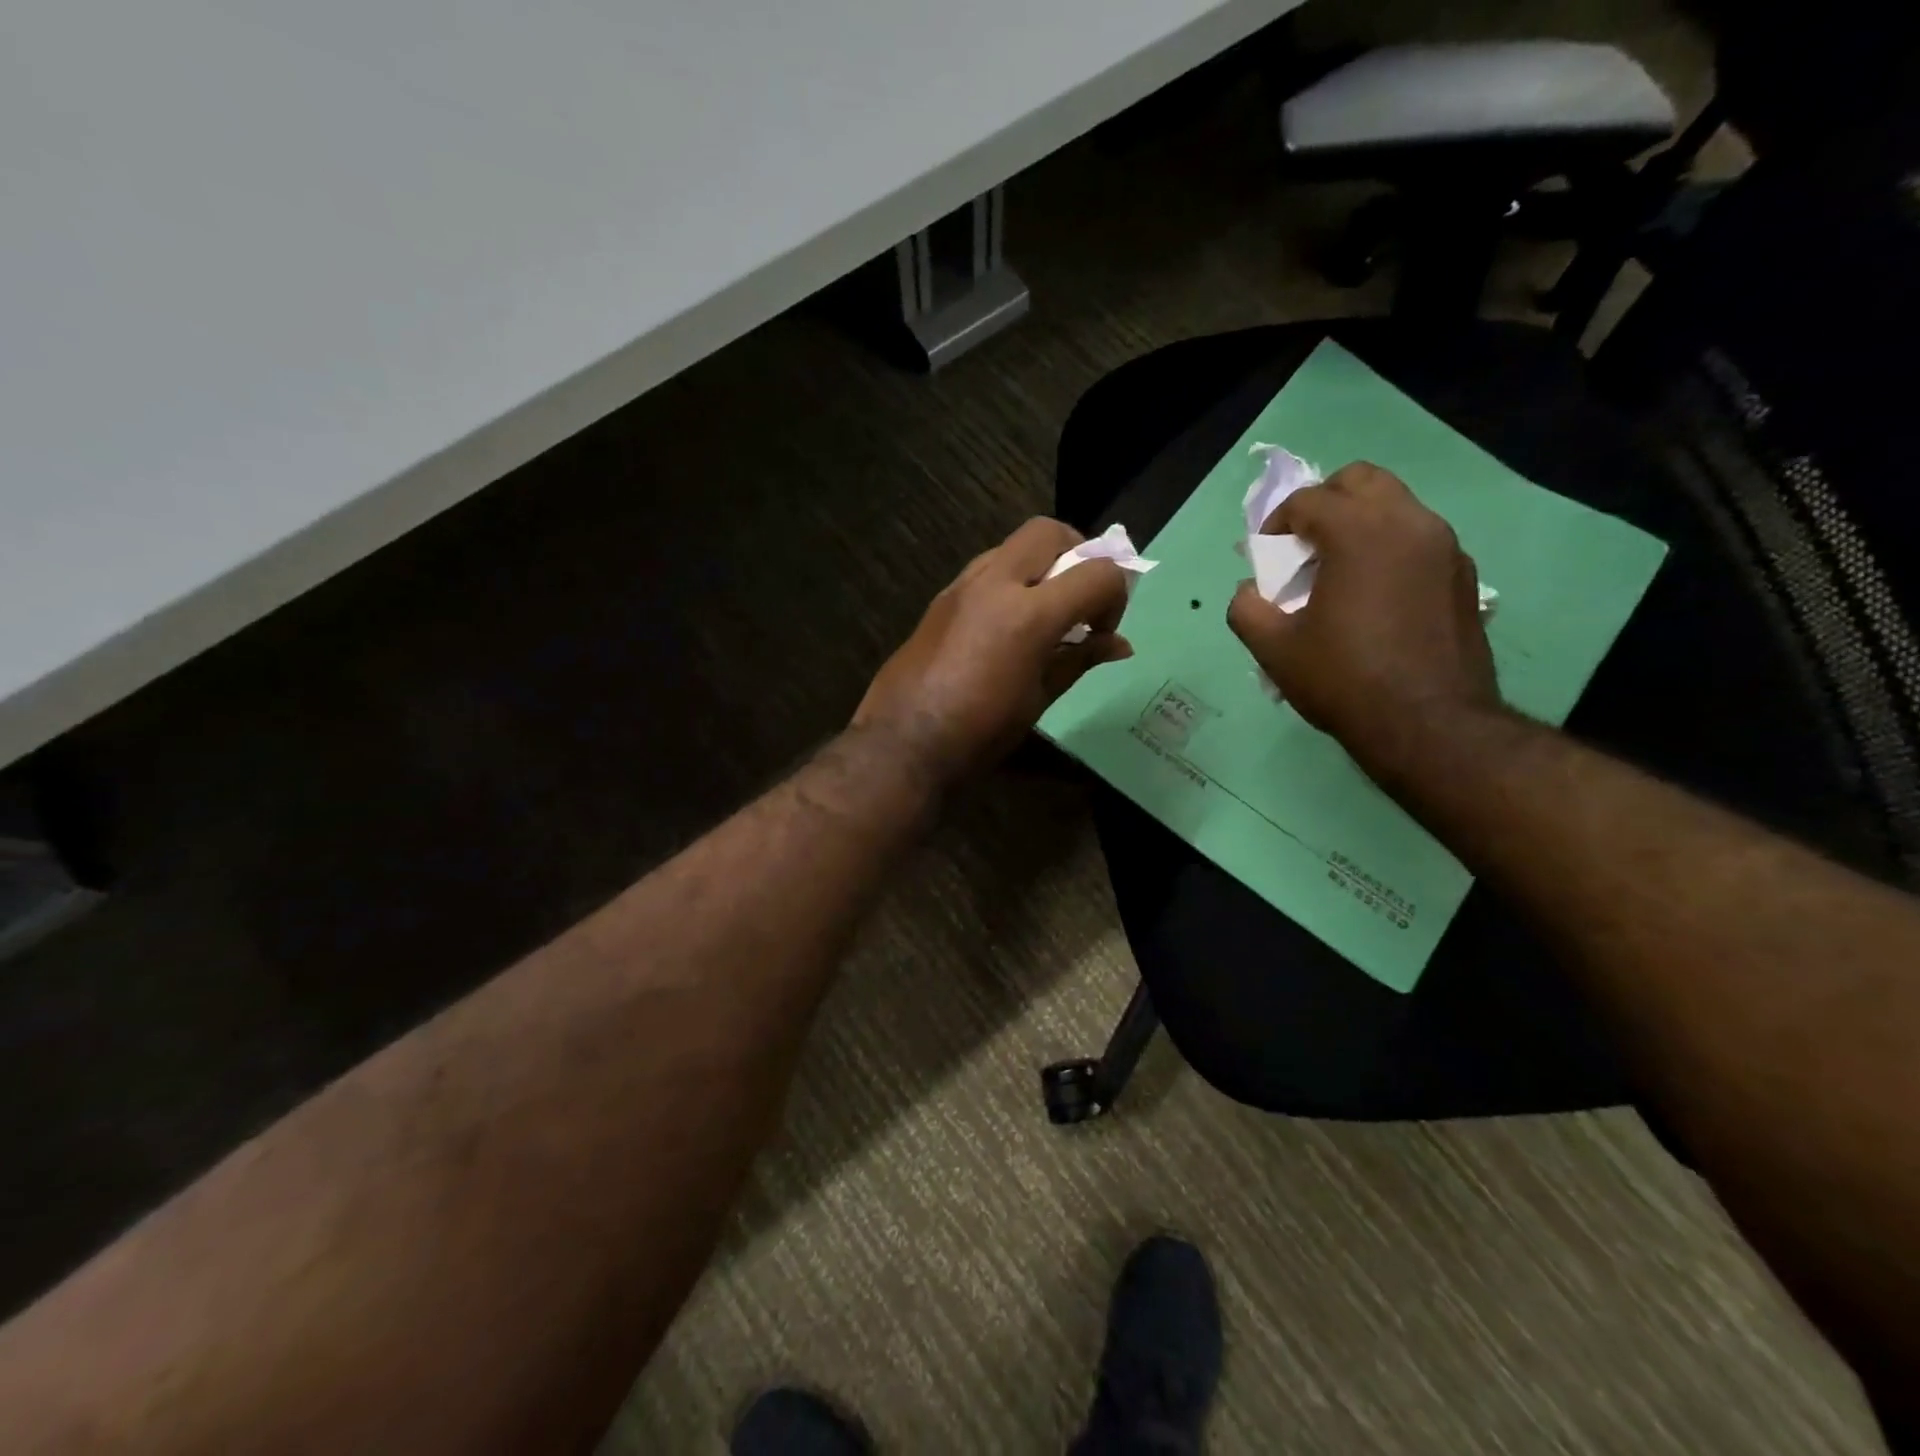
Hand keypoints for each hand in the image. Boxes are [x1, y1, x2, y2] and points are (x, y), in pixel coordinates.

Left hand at [854, 518, 1133, 784]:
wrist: (903, 743)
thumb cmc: (980, 732)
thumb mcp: (1040, 700)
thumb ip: (1079, 660)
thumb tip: (1119, 645)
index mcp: (1028, 615)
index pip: (1097, 574)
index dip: (1115, 596)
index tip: (1102, 630)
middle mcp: (994, 584)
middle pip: (1048, 532)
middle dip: (1077, 554)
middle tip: (1079, 597)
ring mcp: (961, 587)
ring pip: (1012, 546)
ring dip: (1039, 565)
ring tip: (1043, 610)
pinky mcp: (939, 600)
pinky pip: (984, 570)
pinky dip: (1008, 581)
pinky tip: (1006, 624)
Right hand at [1226, 462, 1498, 772]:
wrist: (1429, 725)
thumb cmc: (1344, 680)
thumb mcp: (1273, 649)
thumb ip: (1247, 608)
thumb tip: (1250, 591)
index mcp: (1360, 533)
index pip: (1309, 500)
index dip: (1276, 523)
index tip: (1265, 555)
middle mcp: (1410, 524)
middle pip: (1361, 481)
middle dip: (1324, 503)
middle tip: (1304, 546)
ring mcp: (1446, 548)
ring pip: (1396, 507)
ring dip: (1360, 525)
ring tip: (1338, 574)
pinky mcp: (1464, 577)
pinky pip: (1419, 540)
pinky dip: (1390, 550)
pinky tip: (1375, 598)